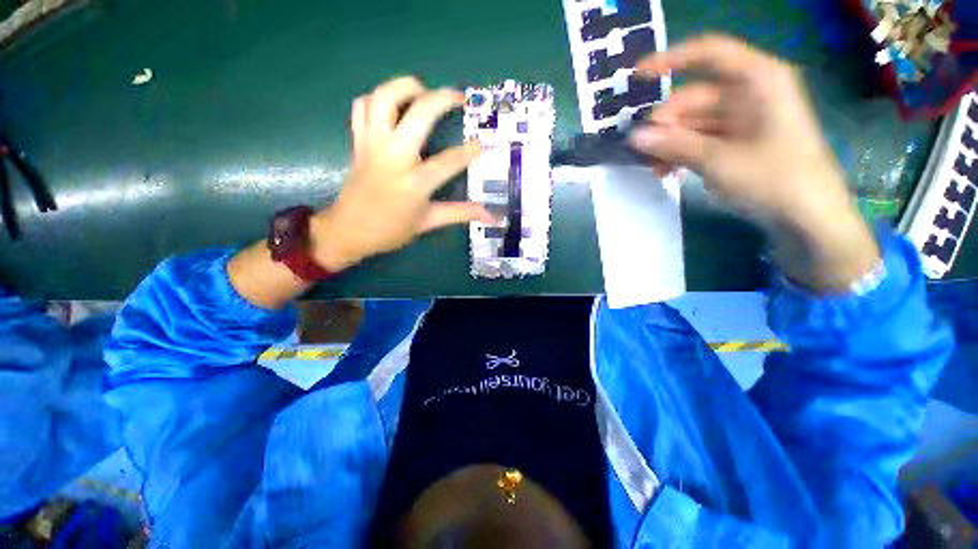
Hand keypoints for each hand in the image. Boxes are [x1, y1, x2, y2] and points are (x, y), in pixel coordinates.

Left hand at [310, 76, 493, 270]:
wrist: (349, 231)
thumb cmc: (392, 230)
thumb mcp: (429, 222)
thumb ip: (461, 213)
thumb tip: (492, 216)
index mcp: (414, 183)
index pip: (449, 161)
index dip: (470, 151)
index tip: (483, 144)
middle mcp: (393, 157)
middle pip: (418, 114)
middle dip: (442, 99)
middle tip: (458, 97)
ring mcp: (372, 145)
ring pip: (383, 98)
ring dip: (405, 87)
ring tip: (423, 92)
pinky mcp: (358, 142)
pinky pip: (362, 107)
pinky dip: (377, 99)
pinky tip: (393, 107)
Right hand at [630, 34, 879, 291]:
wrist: (808, 217)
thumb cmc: (774, 179)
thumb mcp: (718, 160)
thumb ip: (673, 145)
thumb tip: (634, 137)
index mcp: (757, 80)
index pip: (709, 54)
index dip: (671, 60)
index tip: (637, 78)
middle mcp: (750, 93)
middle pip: (695, 97)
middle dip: (665, 123)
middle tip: (642, 150)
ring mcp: (744, 119)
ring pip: (694, 123)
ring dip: (669, 144)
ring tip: (651, 167)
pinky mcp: (739, 141)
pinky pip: (702, 139)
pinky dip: (682, 153)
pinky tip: (666, 171)